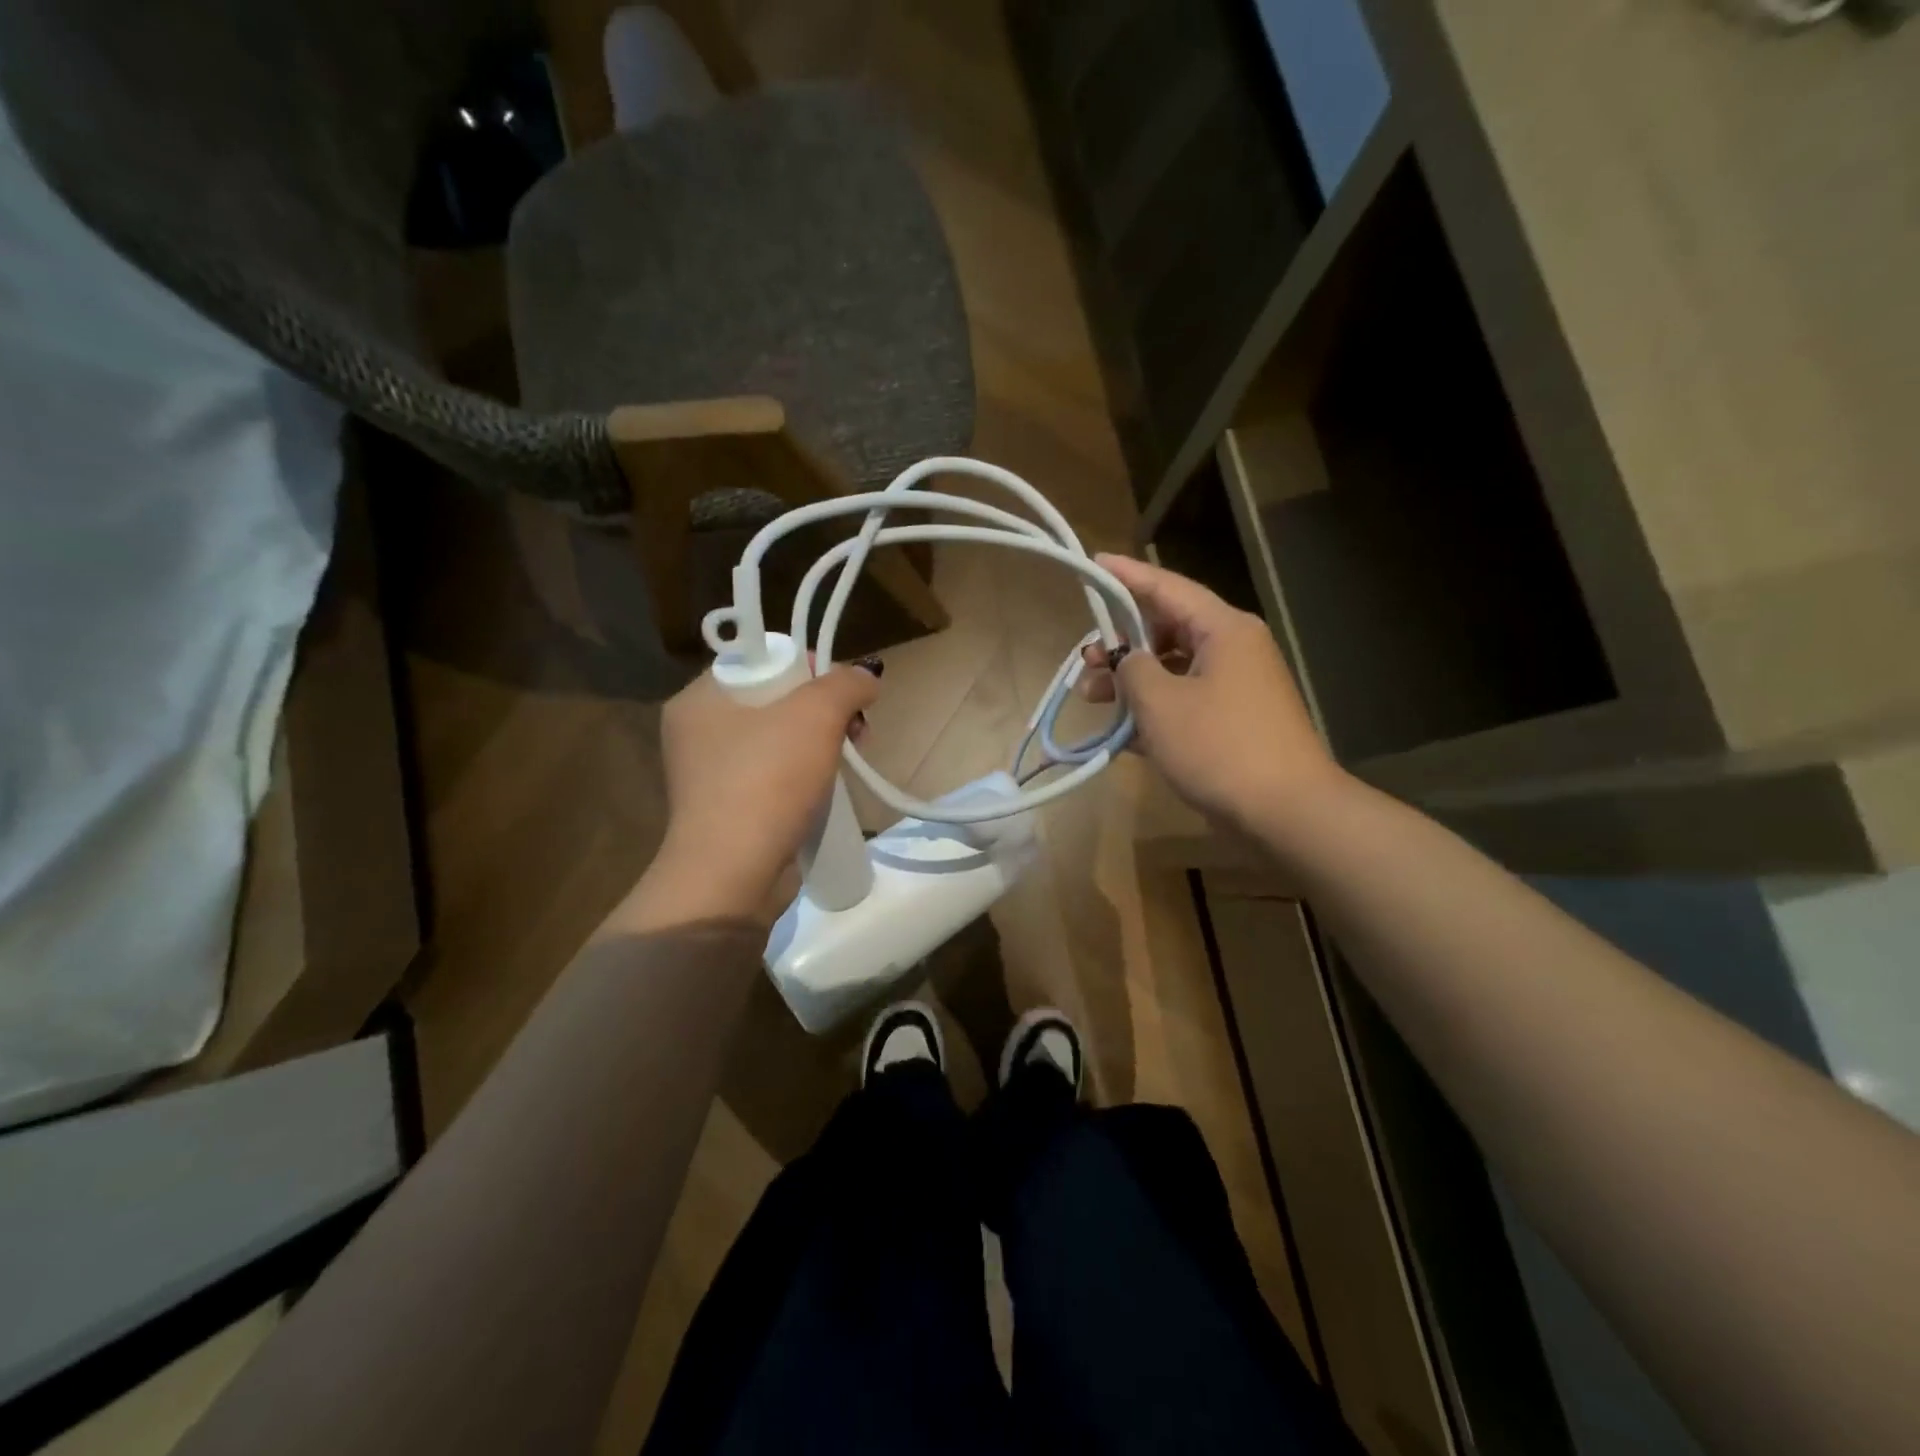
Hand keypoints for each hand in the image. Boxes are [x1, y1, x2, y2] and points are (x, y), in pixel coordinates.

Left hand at [616, 663, 879, 930]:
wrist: (733, 875)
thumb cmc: (767, 781)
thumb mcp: (815, 716)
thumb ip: (845, 684)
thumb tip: (866, 678)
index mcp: (699, 698)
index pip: (760, 659)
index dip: (807, 666)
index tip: (840, 691)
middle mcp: (698, 732)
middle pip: (774, 700)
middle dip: (823, 710)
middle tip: (855, 729)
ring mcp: (711, 775)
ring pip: (779, 740)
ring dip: (820, 743)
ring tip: (851, 757)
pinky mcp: (729, 810)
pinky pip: (774, 776)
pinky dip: (804, 776)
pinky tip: (831, 786)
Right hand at [1081, 554, 1345, 832]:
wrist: (1286, 812)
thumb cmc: (1220, 747)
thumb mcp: (1160, 703)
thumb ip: (1132, 669)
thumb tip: (1126, 660)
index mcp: (1223, 629)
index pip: (1167, 588)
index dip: (1126, 576)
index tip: (1093, 564)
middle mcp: (1233, 649)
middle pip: (1167, 629)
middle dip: (1121, 643)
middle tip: (1084, 660)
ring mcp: (1236, 686)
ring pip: (1172, 668)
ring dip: (1131, 681)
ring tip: (1092, 699)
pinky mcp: (1234, 720)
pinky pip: (1184, 700)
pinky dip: (1153, 708)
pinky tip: (1121, 730)